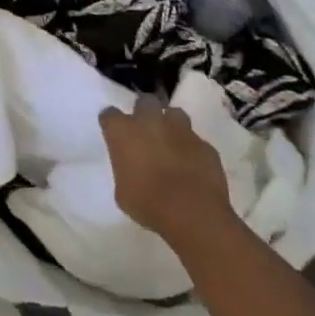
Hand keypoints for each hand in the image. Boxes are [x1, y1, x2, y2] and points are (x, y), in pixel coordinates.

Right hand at [99, 102, 233, 241]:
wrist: (193, 213)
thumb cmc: (148, 204)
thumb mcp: (123, 192)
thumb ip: (125, 170)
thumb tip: (132, 169)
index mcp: (123, 131)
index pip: (109, 115)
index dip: (112, 124)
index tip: (115, 135)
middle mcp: (150, 121)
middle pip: (145, 102)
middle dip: (144, 112)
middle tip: (146, 131)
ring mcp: (181, 130)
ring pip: (174, 114)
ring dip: (171, 124)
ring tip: (172, 142)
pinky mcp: (205, 145)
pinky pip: (196, 141)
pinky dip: (192, 149)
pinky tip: (193, 165)